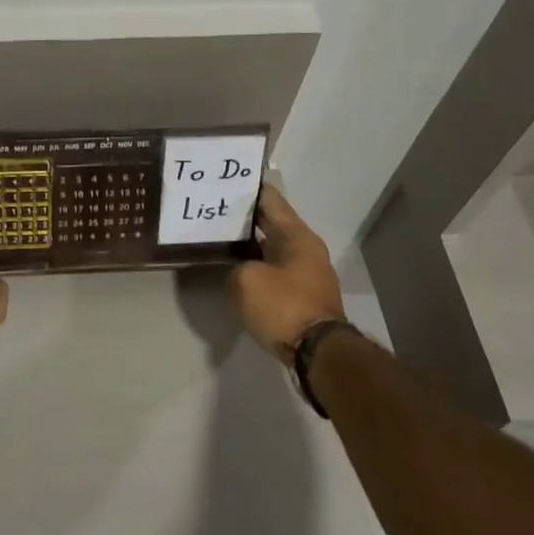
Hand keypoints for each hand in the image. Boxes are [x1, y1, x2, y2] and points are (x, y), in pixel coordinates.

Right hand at [229, 187, 346, 360]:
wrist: (317, 354)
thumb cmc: (284, 306)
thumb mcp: (246, 281)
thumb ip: (236, 267)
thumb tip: (241, 271)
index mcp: (297, 236)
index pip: (271, 200)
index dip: (250, 189)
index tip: (228, 180)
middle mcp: (306, 249)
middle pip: (272, 224)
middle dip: (247, 218)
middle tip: (216, 209)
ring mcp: (307, 274)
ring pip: (273, 249)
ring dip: (251, 244)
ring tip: (221, 238)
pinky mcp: (303, 296)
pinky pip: (276, 271)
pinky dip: (258, 266)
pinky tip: (237, 269)